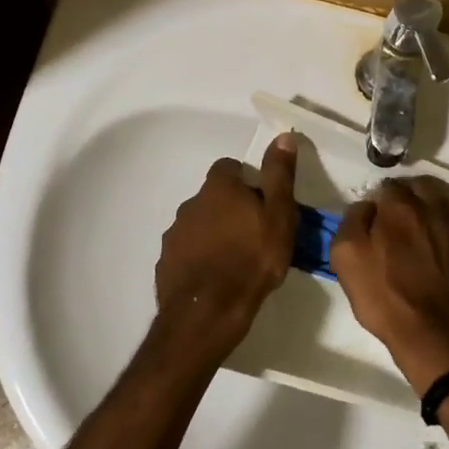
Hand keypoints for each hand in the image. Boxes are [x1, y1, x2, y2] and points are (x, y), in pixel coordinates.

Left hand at [153, 134, 298, 362]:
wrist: (208, 312)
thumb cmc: (252, 258)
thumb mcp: (279, 214)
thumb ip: (279, 175)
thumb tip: (283, 136)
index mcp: (219, 188)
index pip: (229, 167)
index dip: (247, 180)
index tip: (263, 201)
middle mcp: (191, 204)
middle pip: (213, 196)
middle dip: (231, 208)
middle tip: (255, 232)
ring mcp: (174, 235)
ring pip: (199, 224)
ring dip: (215, 233)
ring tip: (237, 259)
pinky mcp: (166, 263)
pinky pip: (187, 252)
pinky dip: (201, 258)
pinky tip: (217, 278)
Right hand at [331, 177, 448, 395]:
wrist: (430, 330)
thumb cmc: (383, 294)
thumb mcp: (346, 256)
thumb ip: (352, 220)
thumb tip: (366, 206)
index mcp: (399, 205)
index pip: (386, 185)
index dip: (375, 200)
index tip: (370, 218)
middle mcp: (430, 207)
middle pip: (415, 186)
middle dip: (402, 196)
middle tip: (390, 218)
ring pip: (436, 199)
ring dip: (424, 203)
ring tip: (412, 223)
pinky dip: (440, 219)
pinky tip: (431, 234)